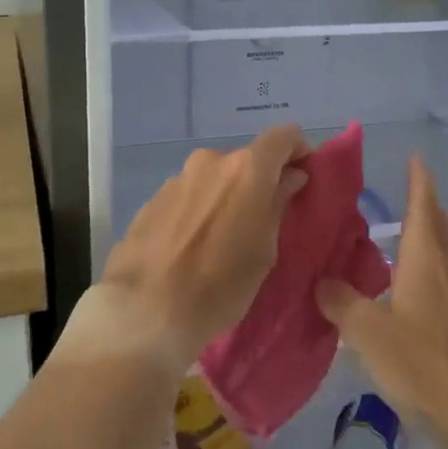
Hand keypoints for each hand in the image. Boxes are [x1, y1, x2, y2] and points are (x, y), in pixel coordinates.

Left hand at [88, 124, 310, 375]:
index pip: (284, 136)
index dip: (299, 150)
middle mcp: (210, 162)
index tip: (303, 175)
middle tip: (263, 219)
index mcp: (246, 169)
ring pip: (214, 179)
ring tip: (223, 238)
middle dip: (259, 182)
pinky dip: (199, 210)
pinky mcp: (152, 200)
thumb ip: (278, 204)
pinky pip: (189, 196)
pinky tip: (192, 246)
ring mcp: (177, 179)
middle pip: (246, 161)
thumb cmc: (220, 286)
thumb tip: (290, 177)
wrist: (144, 311)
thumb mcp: (264, 251)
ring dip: (226, 197)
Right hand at [315, 155, 447, 435]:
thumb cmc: (418, 361)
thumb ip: (340, 301)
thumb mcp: (366, 329)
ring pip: (444, 251)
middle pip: (439, 225)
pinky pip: (443, 276)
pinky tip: (410, 281)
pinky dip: (428, 263)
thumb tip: (322, 282)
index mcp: (424, 260)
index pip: (422, 207)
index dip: (419, 181)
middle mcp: (444, 270)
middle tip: (408, 188)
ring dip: (430, 232)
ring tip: (407, 228)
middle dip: (426, 203)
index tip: (415, 157)